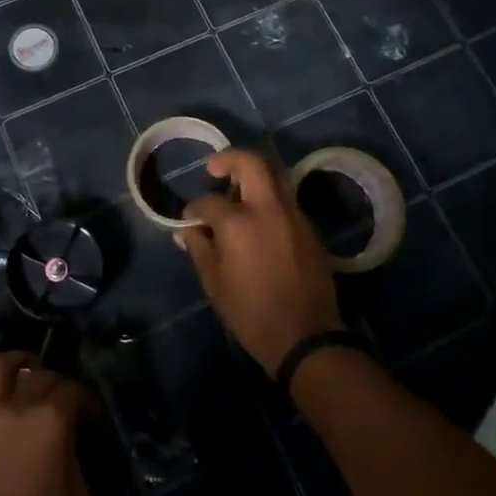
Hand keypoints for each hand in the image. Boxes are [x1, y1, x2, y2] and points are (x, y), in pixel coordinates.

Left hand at [0, 348, 88, 495]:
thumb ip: (74, 457)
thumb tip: (67, 442)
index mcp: (51, 421)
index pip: (72, 391)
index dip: (85, 400)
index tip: (90, 415)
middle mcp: (16, 406)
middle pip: (37, 375)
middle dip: (53, 380)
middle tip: (59, 397)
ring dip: (13, 359)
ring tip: (22, 363)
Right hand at [176, 149, 343, 375]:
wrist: (306, 336)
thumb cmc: (252, 313)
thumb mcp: (215, 283)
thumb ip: (199, 249)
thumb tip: (186, 231)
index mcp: (239, 221)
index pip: (209, 201)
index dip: (194, 208)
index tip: (190, 219)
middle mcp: (269, 208)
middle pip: (252, 163)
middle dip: (230, 159)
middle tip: (214, 169)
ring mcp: (294, 216)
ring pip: (275, 177)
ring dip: (254, 176)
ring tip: (237, 193)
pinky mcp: (309, 230)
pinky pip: (287, 201)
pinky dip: (270, 199)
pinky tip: (259, 220)